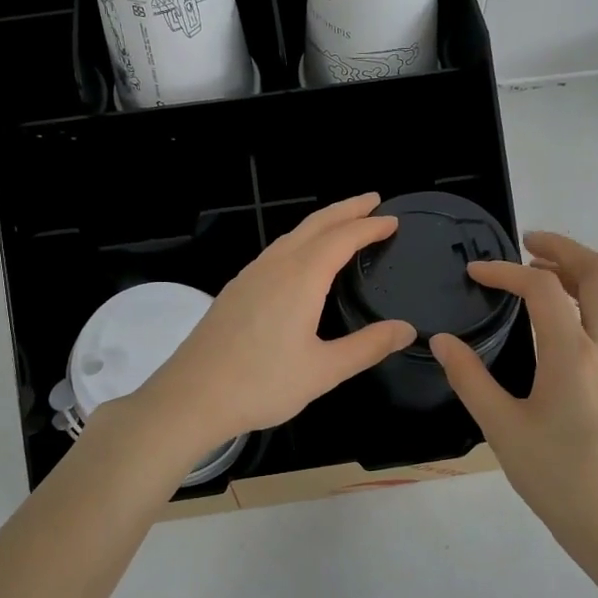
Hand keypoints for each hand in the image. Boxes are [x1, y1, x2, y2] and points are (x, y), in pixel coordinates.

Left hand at [135, 194, 415, 455]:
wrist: (191, 397)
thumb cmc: (261, 385)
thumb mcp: (323, 371)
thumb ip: (367, 347)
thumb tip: (407, 329)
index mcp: (300, 279)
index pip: (342, 239)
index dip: (370, 226)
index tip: (393, 220)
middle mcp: (275, 266)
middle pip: (315, 225)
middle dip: (346, 209)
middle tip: (373, 200)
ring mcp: (250, 276)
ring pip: (291, 235)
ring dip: (321, 223)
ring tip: (343, 222)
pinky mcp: (235, 290)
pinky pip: (275, 250)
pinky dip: (300, 240)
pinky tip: (300, 257)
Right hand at [428, 232, 597, 569]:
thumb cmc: (559, 480)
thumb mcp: (503, 430)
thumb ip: (470, 379)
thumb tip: (443, 340)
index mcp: (573, 357)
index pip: (543, 288)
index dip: (506, 271)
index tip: (476, 273)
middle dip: (563, 247)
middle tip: (526, 243)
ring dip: (577, 270)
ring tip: (538, 272)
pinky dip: (587, 297)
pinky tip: (557, 319)